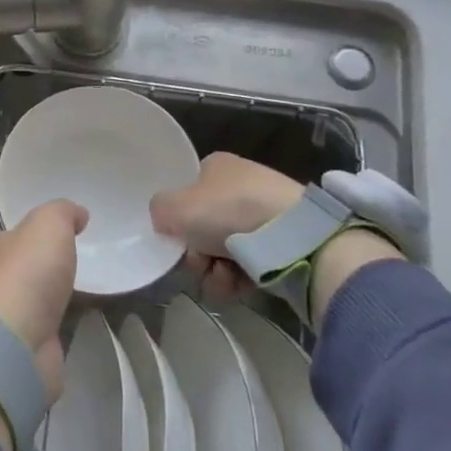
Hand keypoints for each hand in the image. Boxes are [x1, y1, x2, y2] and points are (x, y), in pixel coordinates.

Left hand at [0, 200, 85, 450]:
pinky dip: (63, 321)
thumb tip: (78, 214)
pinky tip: (82, 318)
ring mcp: (9, 316)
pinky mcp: (25, 345)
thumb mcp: (48, 225)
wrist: (15, 344)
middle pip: (26, 267)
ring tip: (88, 290)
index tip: (69, 233)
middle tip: (80, 261)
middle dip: (49, 265)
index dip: (40, 232)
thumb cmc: (28, 275)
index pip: (18, 235)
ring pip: (37, 298)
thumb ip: (62, 212)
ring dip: (56, 295)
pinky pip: (49, 326)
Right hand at [149, 152, 302, 302]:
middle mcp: (241, 186)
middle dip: (197, 254)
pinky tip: (241, 283)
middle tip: (201, 261)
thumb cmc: (227, 212)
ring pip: (222, 253)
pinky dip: (239, 280)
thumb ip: (158, 210)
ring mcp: (264, 216)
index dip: (178, 219)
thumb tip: (166, 220)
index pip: (187, 193)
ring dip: (214, 272)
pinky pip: (247, 267)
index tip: (176, 239)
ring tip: (224, 276)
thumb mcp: (173, 207)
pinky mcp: (282, 244)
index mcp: (217, 167)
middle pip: (202, 229)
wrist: (292, 237)